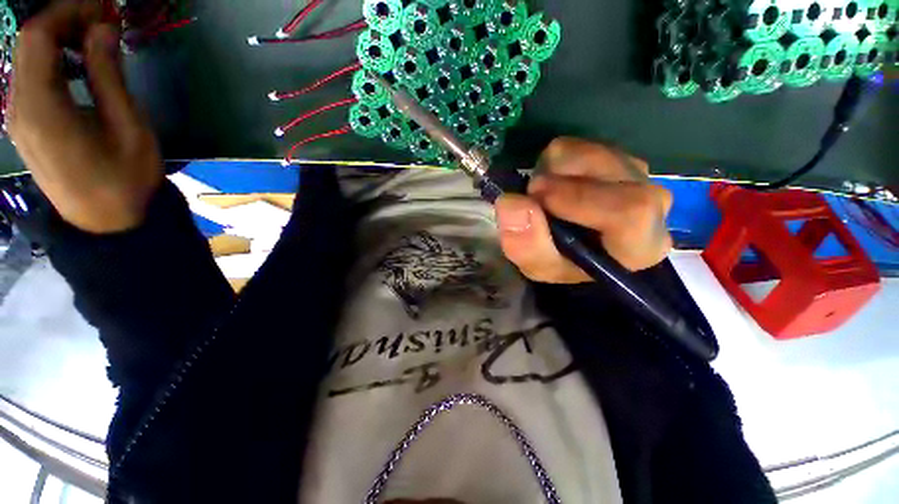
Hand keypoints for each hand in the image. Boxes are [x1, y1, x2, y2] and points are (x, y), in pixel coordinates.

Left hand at [8, 0, 162, 233]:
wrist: (109, 222)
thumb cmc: (125, 180)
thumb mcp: (127, 127)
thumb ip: (108, 75)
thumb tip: (104, 28)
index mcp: (41, 106)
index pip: (37, 35)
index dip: (67, 10)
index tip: (102, 8)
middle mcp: (19, 106)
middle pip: (29, 41)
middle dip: (64, 20)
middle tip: (103, 21)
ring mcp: (18, 117)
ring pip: (28, 57)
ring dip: (59, 38)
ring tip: (94, 40)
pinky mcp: (25, 124)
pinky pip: (31, 77)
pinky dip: (53, 59)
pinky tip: (78, 65)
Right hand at [495, 137, 672, 283]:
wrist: (572, 248)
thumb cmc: (561, 264)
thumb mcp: (539, 267)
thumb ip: (526, 244)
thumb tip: (511, 202)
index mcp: (640, 244)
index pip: (631, 211)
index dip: (579, 198)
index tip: (536, 196)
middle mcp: (652, 205)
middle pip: (612, 172)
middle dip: (559, 179)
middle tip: (532, 194)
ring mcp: (636, 175)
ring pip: (593, 152)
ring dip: (554, 169)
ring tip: (541, 193)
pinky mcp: (616, 158)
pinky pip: (583, 144)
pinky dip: (557, 160)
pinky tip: (553, 182)